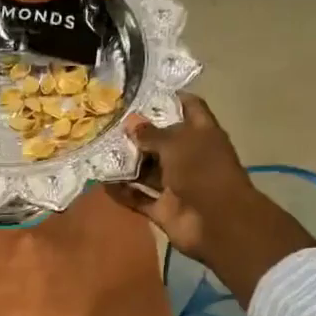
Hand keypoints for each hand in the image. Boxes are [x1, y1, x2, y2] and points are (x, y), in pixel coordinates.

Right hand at [110, 96, 315, 300]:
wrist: (217, 222)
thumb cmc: (202, 171)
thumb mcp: (176, 144)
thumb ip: (152, 134)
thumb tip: (131, 122)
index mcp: (201, 134)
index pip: (189, 108)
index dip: (170, 98)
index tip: (143, 93)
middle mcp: (189, 157)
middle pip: (162, 141)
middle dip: (138, 134)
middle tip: (107, 123)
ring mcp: (176, 185)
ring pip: (148, 171)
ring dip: (126, 164)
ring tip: (98, 151)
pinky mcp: (164, 209)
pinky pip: (139, 198)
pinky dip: (122, 193)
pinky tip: (100, 183)